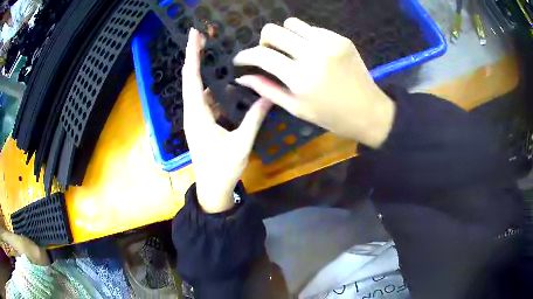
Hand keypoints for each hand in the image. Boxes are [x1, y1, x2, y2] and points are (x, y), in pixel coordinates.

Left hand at [182, 28, 271, 212]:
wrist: (212, 188)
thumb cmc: (223, 169)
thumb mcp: (241, 144)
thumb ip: (254, 119)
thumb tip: (268, 95)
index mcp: (197, 116)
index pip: (191, 79)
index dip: (192, 55)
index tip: (194, 36)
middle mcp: (193, 112)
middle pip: (190, 78)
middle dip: (194, 56)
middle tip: (203, 36)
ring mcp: (196, 118)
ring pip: (197, 88)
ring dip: (203, 70)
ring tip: (214, 53)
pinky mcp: (202, 123)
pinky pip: (205, 99)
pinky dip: (212, 87)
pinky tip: (226, 82)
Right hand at [233, 18, 395, 148]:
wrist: (369, 111)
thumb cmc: (331, 116)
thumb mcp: (296, 108)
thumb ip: (267, 89)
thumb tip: (243, 77)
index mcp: (300, 77)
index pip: (262, 55)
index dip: (245, 55)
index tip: (241, 59)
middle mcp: (313, 54)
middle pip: (273, 30)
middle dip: (263, 41)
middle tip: (269, 54)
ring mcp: (330, 43)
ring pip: (292, 23)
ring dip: (285, 35)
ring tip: (291, 51)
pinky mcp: (341, 39)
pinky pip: (313, 29)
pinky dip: (305, 37)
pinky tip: (313, 52)